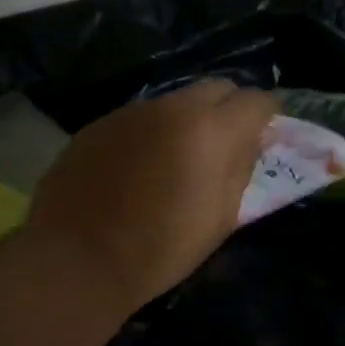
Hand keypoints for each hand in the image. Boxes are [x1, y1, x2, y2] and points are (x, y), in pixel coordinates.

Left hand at [23, 80, 277, 311]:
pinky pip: (141, 118)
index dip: (267, 116)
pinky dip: (153, 133)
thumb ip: (241, 169)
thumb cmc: (162, 248)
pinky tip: (141, 167)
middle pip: (217, 87)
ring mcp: (132, 112)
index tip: (266, 136)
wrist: (77, 258)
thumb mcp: (221, 217)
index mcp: (211, 131)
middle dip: (230, 109)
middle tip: (227, 143)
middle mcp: (173, 108)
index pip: (256, 100)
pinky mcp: (100, 124)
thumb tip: (250, 142)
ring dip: (189, 120)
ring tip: (181, 158)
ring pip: (176, 101)